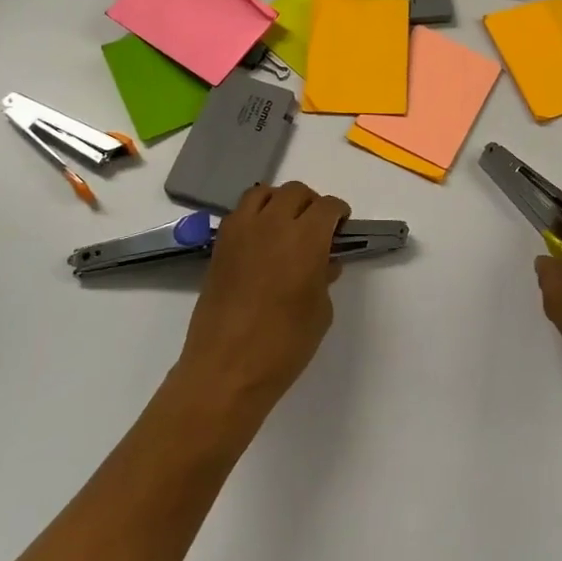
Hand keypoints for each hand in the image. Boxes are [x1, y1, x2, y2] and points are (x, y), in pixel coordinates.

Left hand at [177, 181, 350, 414]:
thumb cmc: (284, 344)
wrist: (225, 369)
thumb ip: (324, 277)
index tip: (341, 229)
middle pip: (295, 192)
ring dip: (280, 202)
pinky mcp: (220, 245)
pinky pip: (240, 213)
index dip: (339, 214)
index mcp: (306, 239)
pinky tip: (261, 241)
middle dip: (311, 204)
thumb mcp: (320, 312)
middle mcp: (273, 224)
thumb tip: (324, 262)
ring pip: (263, 193)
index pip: (328, 206)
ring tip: (285, 226)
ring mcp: (242, 231)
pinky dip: (254, 216)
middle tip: (316, 229)